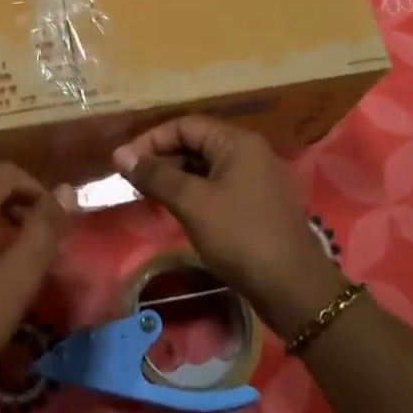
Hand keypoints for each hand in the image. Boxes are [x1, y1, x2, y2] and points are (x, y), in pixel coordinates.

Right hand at [114, 116, 345, 338]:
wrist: (292, 287)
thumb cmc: (240, 236)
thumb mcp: (192, 202)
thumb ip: (156, 175)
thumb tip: (119, 154)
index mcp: (237, 142)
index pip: (185, 125)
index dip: (151, 140)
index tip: (124, 162)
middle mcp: (249, 152)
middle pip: (196, 143)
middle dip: (162, 158)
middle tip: (132, 181)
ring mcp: (256, 178)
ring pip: (206, 166)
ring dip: (176, 177)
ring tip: (148, 196)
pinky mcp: (257, 204)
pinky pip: (218, 186)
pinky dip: (194, 192)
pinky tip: (176, 210)